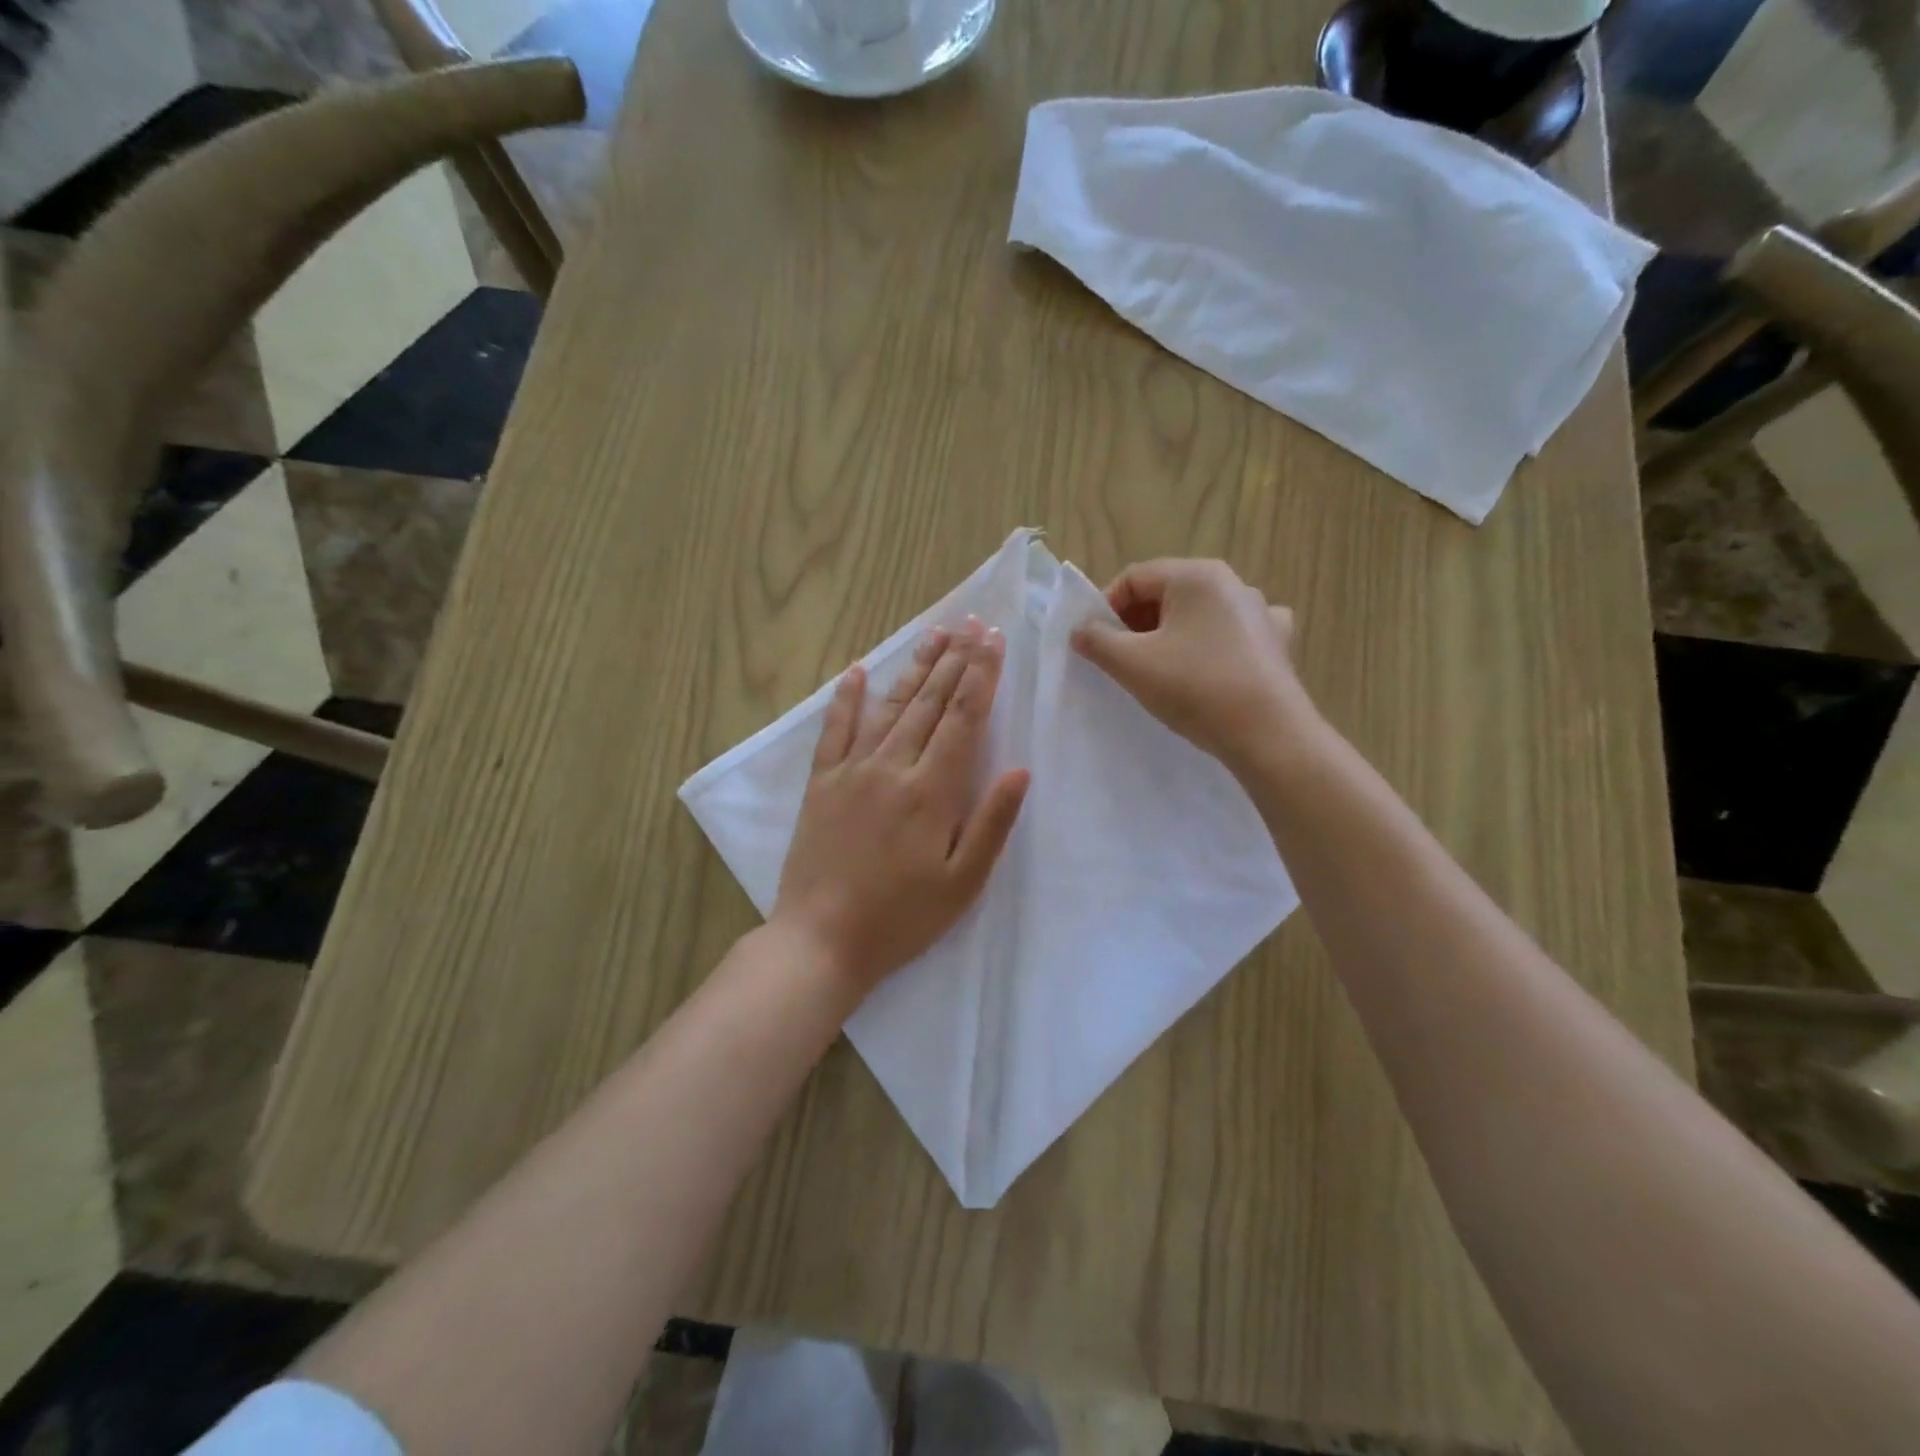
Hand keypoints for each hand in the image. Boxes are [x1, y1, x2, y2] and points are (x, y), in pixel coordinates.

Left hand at [773, 620, 1029, 995]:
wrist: (821, 939)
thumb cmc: (902, 918)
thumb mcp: (962, 883)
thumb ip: (991, 823)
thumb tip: (1021, 770)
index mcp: (932, 791)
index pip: (963, 719)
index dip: (980, 676)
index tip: (992, 639)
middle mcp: (892, 767)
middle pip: (929, 702)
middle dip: (954, 660)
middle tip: (970, 623)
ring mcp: (852, 771)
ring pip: (889, 707)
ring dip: (913, 668)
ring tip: (933, 634)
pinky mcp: (821, 784)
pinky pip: (834, 730)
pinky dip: (846, 699)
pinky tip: (856, 671)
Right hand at [1071, 558, 1319, 771]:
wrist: (1268, 735)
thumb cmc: (1195, 689)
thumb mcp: (1132, 664)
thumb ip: (1096, 640)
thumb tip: (1080, 629)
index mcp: (1196, 575)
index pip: (1134, 577)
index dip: (1106, 607)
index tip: (1096, 643)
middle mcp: (1232, 582)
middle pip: (1166, 592)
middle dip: (1136, 622)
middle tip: (1121, 659)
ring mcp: (1260, 611)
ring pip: (1198, 614)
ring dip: (1169, 635)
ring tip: (1158, 670)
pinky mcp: (1276, 642)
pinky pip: (1231, 633)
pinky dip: (1210, 645)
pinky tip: (1207, 667)